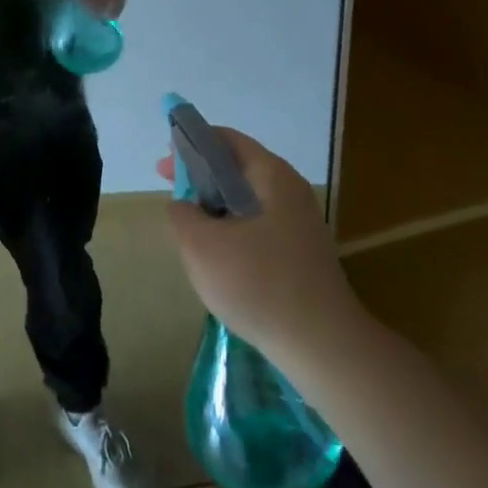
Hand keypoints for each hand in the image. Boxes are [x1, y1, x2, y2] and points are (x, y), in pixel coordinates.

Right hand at [163, 127, 359, 364]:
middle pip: (238, 169)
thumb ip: (182, 214)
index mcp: (271, 176)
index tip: (164, 167)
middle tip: (173, 197)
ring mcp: (300, 224)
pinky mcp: (302, 254)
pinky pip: (258, 226)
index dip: (190, 146)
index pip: (226, 140)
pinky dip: (232, 229)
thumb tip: (184, 206)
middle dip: (201, 178)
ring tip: (191, 229)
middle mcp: (290, 191)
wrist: (323, 346)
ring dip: (216, 207)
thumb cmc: (259, 284)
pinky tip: (219, 257)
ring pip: (247, 201)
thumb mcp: (201, 245)